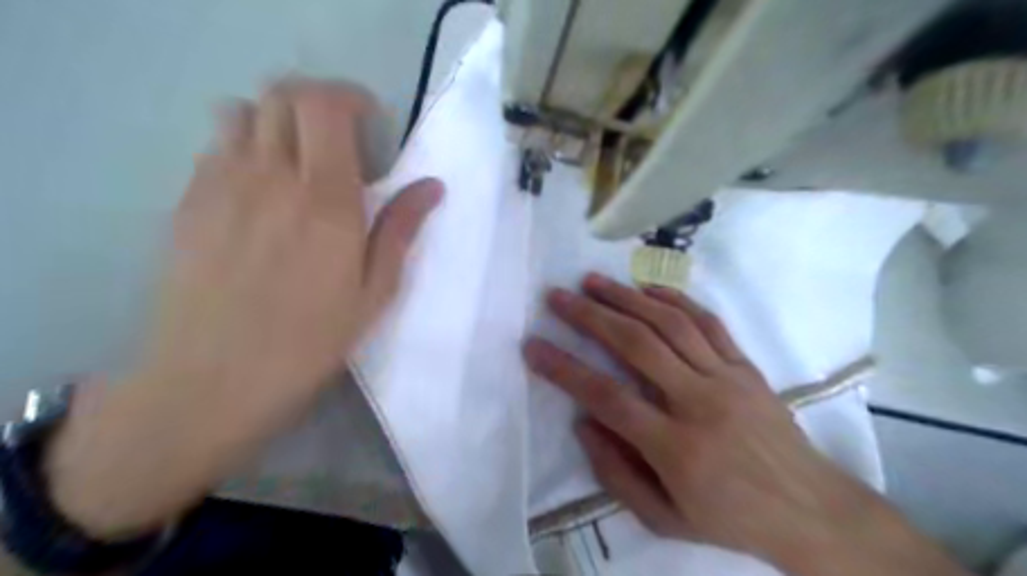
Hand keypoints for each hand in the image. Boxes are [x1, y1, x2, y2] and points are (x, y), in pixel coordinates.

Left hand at [140, 80, 441, 430]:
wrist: (213, 380)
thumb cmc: (309, 341)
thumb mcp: (374, 292)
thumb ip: (400, 230)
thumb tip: (432, 187)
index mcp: (325, 201)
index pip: (325, 106)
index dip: (351, 97)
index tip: (372, 123)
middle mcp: (268, 178)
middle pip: (281, 94)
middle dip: (317, 101)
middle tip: (342, 140)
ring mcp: (219, 185)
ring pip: (241, 111)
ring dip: (277, 120)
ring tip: (299, 161)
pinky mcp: (188, 202)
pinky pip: (216, 146)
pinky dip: (245, 147)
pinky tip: (262, 193)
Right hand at [525, 274, 967, 574]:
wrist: (810, 509)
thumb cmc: (730, 519)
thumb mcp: (664, 519)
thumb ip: (615, 473)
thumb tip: (583, 423)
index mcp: (675, 447)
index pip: (606, 397)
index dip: (564, 369)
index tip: (533, 346)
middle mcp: (699, 402)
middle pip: (635, 345)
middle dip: (590, 316)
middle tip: (558, 297)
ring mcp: (726, 378)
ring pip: (669, 324)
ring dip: (627, 297)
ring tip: (593, 282)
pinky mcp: (745, 366)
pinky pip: (708, 323)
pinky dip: (675, 300)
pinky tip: (648, 289)